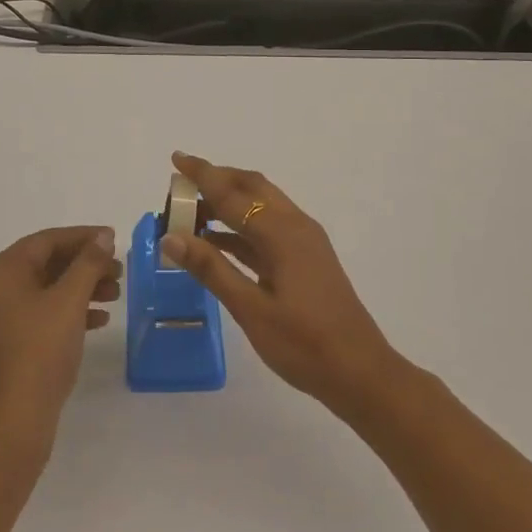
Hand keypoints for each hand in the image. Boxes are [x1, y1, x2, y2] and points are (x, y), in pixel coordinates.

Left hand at [0, 227, 121, 451]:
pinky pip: (37, 315)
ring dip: (80, 289)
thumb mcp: (69, 302)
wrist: (11, 425)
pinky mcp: (1, 345)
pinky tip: (97, 321)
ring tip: (115, 294)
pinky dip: (66, 313)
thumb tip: (102, 237)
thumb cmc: (39, 352)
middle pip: (44, 265)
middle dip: (84, 266)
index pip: (46, 241)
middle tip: (119, 271)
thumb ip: (88, 263)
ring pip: (43, 291)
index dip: (83, 237)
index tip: (114, 239)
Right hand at [160, 153, 404, 414]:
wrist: (360, 373)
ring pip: (261, 207)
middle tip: (180, 186)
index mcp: (282, 232)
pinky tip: (217, 242)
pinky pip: (267, 229)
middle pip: (251, 188)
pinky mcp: (306, 259)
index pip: (233, 194)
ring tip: (190, 213)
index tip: (176, 158)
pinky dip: (240, 227)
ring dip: (228, 204)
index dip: (202, 175)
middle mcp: (295, 226)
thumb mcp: (251, 309)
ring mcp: (304, 242)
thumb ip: (211, 269)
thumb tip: (171, 236)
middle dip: (216, 180)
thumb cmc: (304, 344)